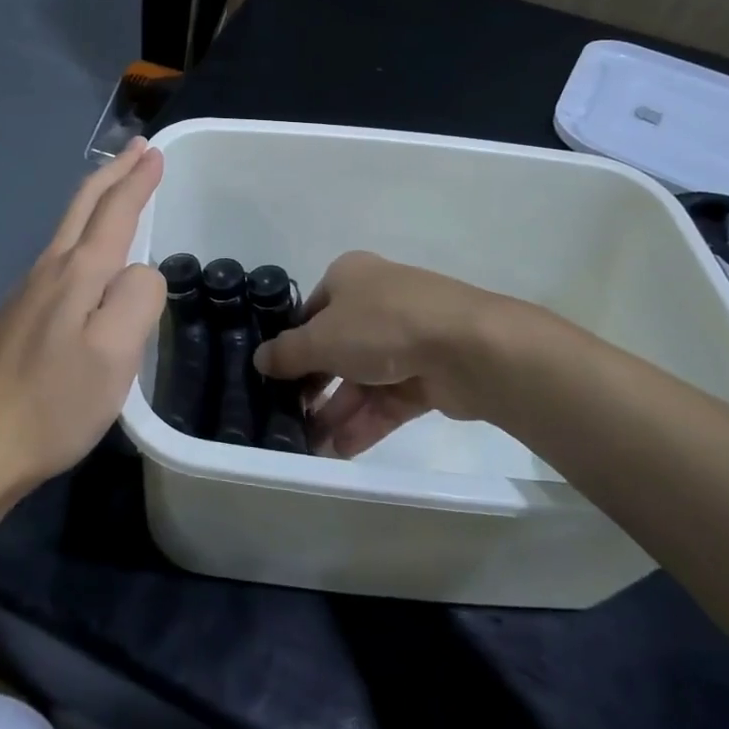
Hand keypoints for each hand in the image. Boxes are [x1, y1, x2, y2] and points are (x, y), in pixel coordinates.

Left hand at [0, 140, 166, 494]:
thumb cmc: (52, 402)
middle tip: (138, 148)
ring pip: (68, 226)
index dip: (138, 181)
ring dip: (96, 197)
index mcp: (79, 272)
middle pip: (84, 205)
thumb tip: (141, 271)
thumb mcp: (114, 355)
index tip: (155, 152)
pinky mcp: (18, 316)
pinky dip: (81, 229)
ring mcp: (28, 291)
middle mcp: (51, 269)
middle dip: (114, 173)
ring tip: (117, 185)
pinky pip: (59, 253)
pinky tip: (85, 249)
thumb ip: (138, 300)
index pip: (116, 211)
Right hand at [254, 251, 594, 457]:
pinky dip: (365, 422)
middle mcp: (376, 302)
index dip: (291, 345)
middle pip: (336, 348)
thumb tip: (260, 359)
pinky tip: (339, 450)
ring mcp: (405, 339)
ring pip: (361, 378)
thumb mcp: (322, 337)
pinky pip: (387, 399)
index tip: (274, 378)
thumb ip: (288, 352)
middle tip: (289, 419)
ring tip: (310, 447)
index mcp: (350, 278)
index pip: (311, 312)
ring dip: (336, 411)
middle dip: (313, 386)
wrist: (468, 347)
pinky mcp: (428, 374)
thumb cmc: (383, 325)